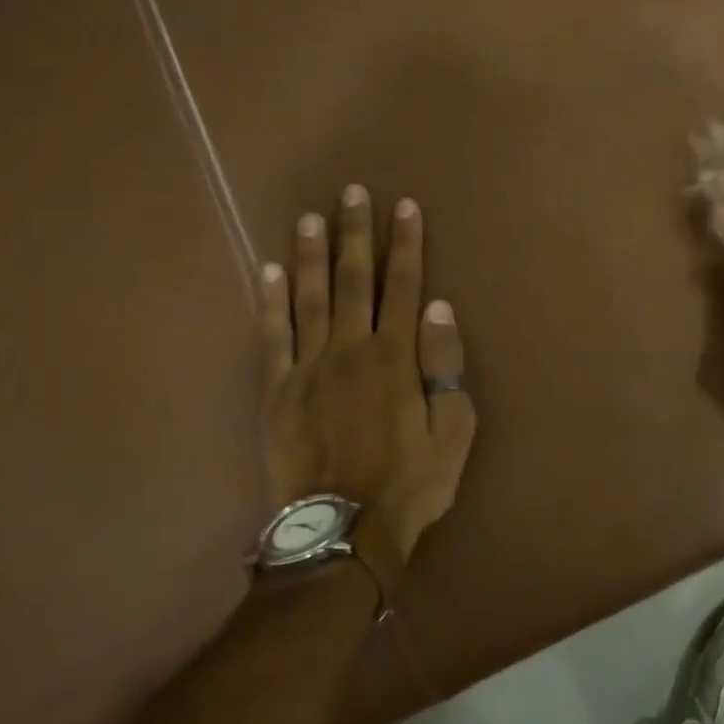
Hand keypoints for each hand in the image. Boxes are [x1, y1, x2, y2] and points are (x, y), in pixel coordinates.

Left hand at [259, 185, 476, 564]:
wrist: (344, 531)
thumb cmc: (411, 483)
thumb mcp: (454, 430)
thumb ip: (446, 364)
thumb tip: (439, 307)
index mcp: (396, 357)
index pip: (405, 286)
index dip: (406, 244)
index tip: (405, 206)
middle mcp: (350, 349)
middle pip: (353, 280)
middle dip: (355, 233)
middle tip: (351, 192)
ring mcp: (308, 368)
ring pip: (308, 298)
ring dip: (311, 254)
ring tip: (310, 216)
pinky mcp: (277, 391)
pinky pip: (271, 337)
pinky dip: (270, 301)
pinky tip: (269, 271)